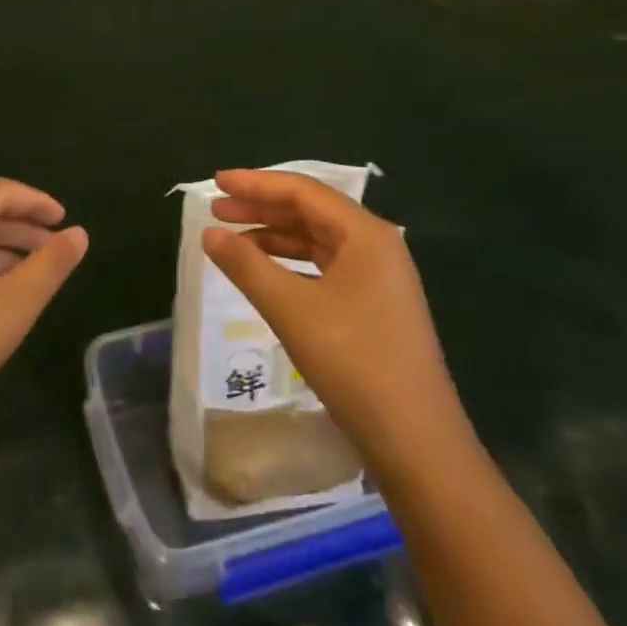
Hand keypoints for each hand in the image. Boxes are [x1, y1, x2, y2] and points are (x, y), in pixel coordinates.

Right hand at [203, 170, 468, 468]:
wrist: (417, 443)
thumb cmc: (354, 363)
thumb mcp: (291, 309)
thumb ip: (246, 265)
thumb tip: (209, 233)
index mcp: (365, 234)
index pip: (302, 191)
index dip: (255, 183)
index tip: (215, 182)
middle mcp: (376, 245)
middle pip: (310, 211)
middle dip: (261, 207)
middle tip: (216, 209)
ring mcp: (379, 277)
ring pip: (317, 240)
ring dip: (274, 235)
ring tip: (231, 239)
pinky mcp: (374, 305)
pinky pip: (325, 266)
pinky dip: (290, 262)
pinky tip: (264, 272)